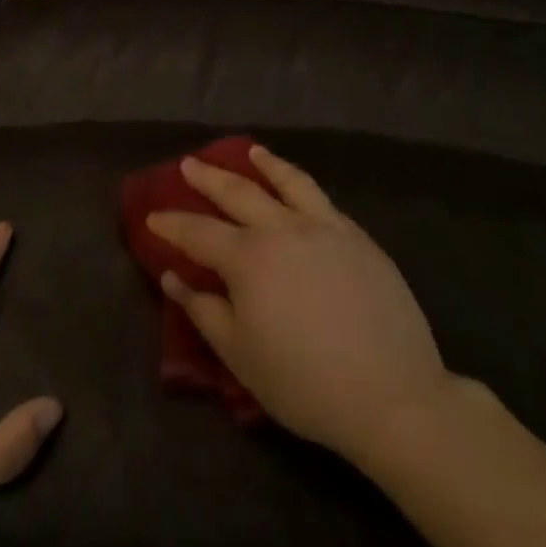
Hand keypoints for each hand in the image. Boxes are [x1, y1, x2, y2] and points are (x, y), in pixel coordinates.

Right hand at [147, 146, 450, 464]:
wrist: (392, 394)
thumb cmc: (305, 383)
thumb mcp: (241, 356)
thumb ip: (203, 310)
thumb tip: (173, 276)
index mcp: (248, 259)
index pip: (198, 232)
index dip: (172, 224)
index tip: (153, 216)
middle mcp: (281, 229)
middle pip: (237, 193)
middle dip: (208, 178)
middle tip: (189, 165)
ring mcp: (323, 227)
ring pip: (287, 182)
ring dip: (263, 164)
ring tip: (251, 152)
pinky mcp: (356, 237)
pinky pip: (321, 198)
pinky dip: (300, 183)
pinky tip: (298, 187)